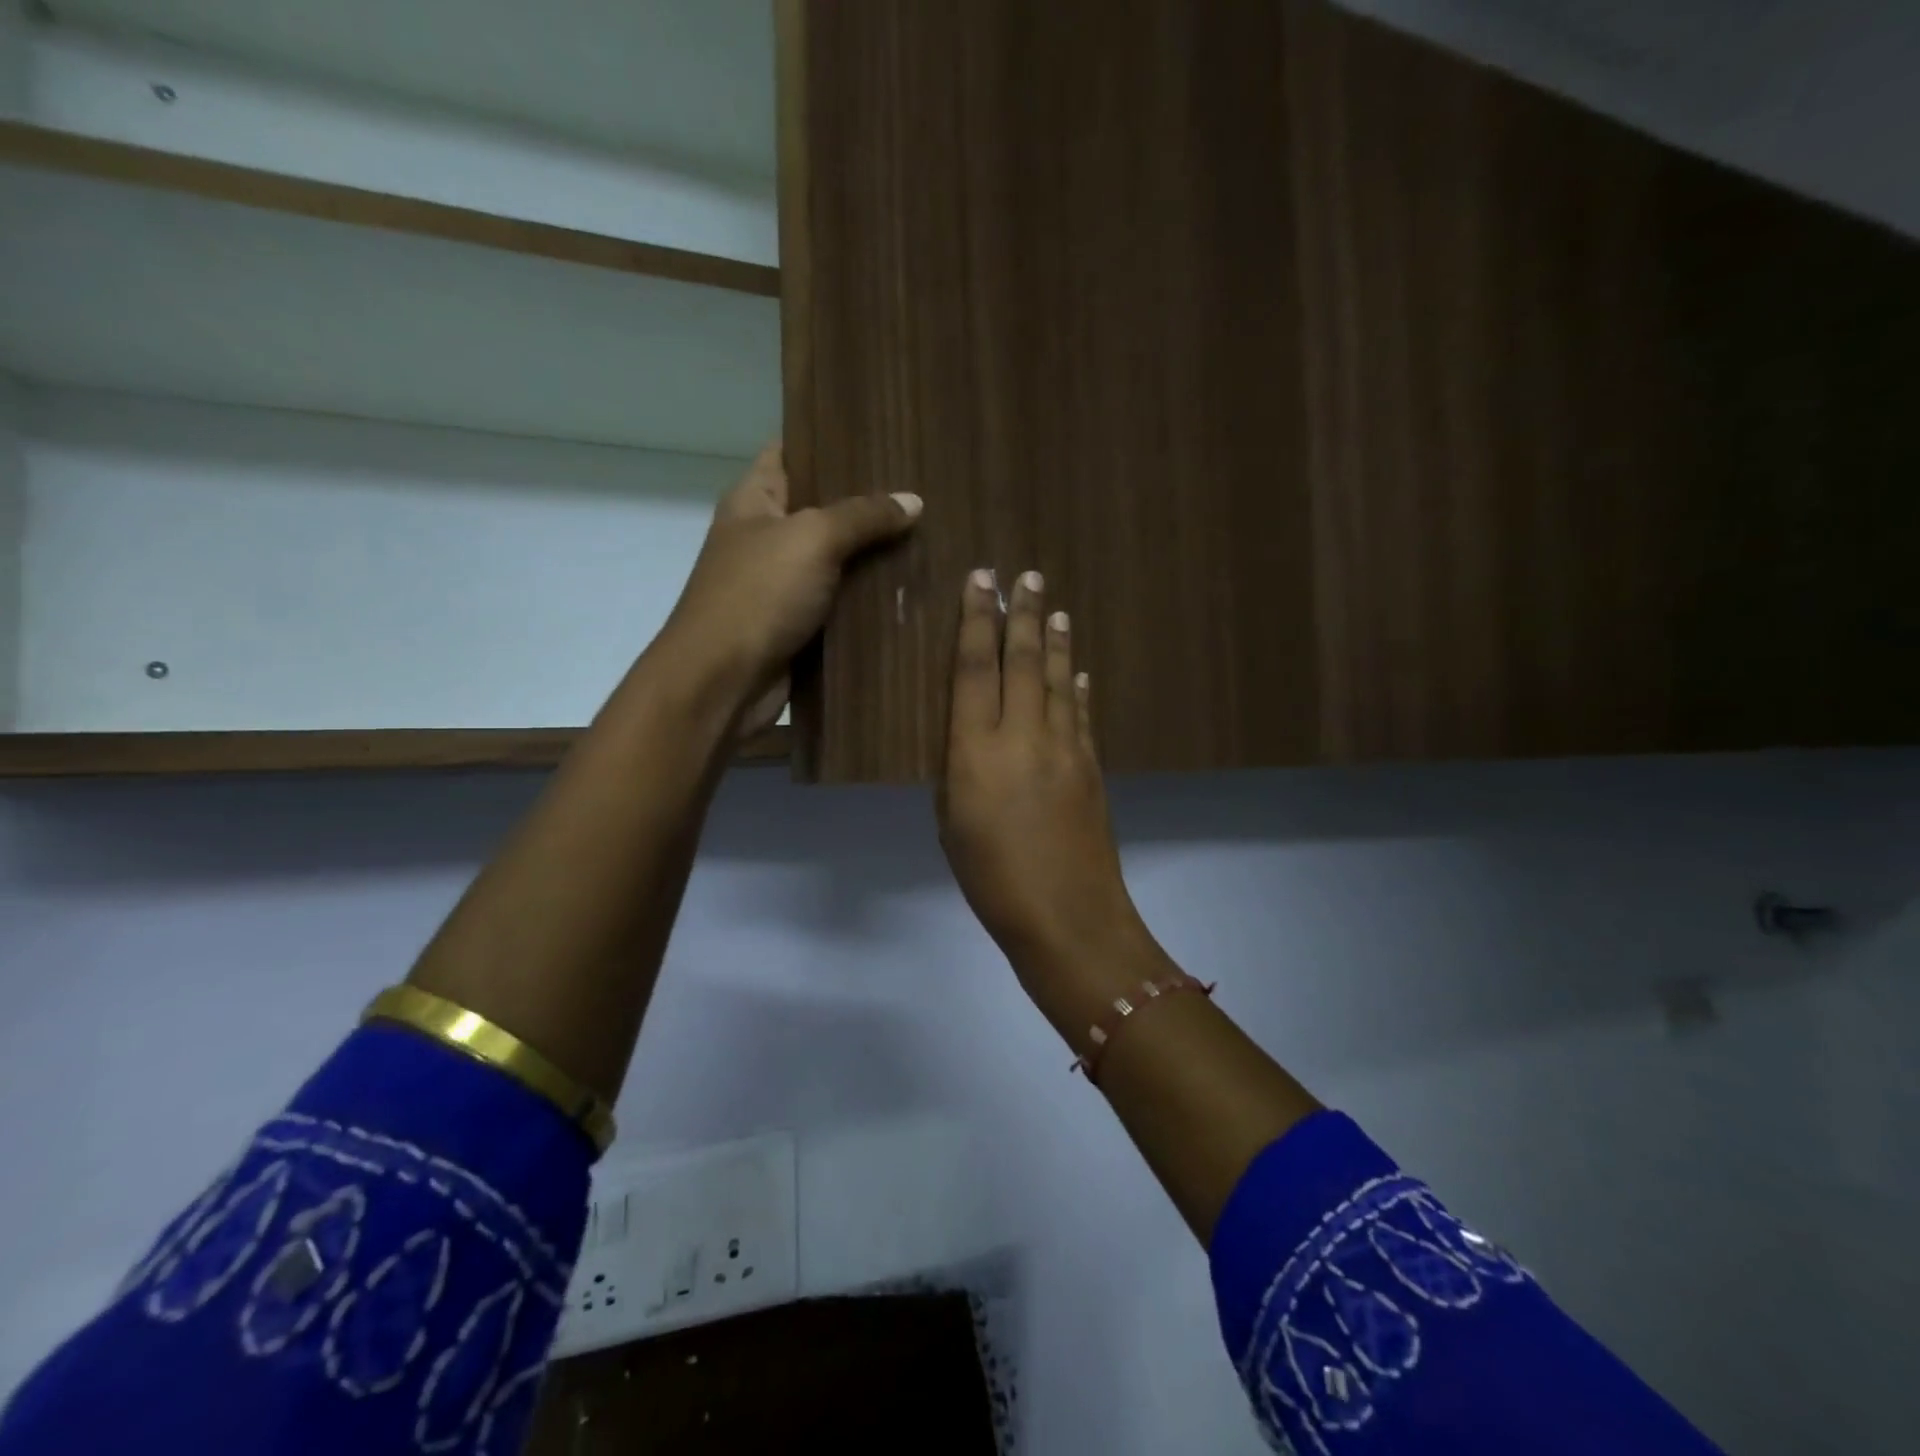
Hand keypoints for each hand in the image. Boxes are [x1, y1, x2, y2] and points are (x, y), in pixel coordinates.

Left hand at [662, 443, 920, 732]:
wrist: (724, 682)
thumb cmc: (757, 596)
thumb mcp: (812, 539)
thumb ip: (863, 516)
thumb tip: (914, 501)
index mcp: (754, 500)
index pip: (792, 450)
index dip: (831, 438)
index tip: (883, 433)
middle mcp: (766, 537)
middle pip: (822, 508)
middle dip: (869, 501)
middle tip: (925, 486)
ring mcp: (782, 584)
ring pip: (838, 560)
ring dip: (875, 554)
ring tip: (932, 533)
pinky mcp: (799, 626)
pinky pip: (841, 603)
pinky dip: (870, 598)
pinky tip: (912, 587)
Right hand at [937, 568, 1162, 1006]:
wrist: (1067, 917)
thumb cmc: (992, 879)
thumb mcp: (952, 823)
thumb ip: (960, 770)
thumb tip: (975, 738)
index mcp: (977, 750)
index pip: (975, 668)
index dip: (977, 620)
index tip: (983, 581)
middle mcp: (1023, 736)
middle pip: (1022, 661)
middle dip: (1023, 613)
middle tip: (1026, 574)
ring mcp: (1066, 748)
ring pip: (1056, 680)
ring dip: (1054, 641)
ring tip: (1054, 607)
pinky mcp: (1092, 767)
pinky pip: (1080, 714)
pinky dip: (1075, 688)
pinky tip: (1075, 671)